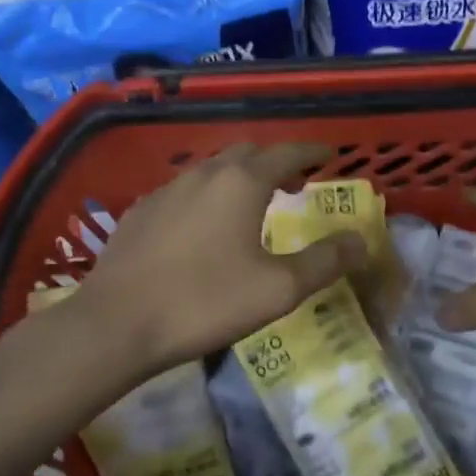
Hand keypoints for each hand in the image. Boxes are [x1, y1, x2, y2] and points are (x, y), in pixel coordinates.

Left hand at [73, 142, 366, 375]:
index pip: (286, 152)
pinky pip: (184, 191)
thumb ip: (324, 262)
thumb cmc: (204, 302)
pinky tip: (203, 225)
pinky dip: (207, 196)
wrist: (115, 324)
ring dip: (239, 177)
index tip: (329, 155)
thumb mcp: (278, 289)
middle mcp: (203, 174)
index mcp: (241, 183)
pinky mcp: (140, 212)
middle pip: (247, 153)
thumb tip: (360, 241)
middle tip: (295, 180)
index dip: (311, 152)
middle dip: (276, 160)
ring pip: (212, 169)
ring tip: (253, 201)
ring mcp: (166, 190)